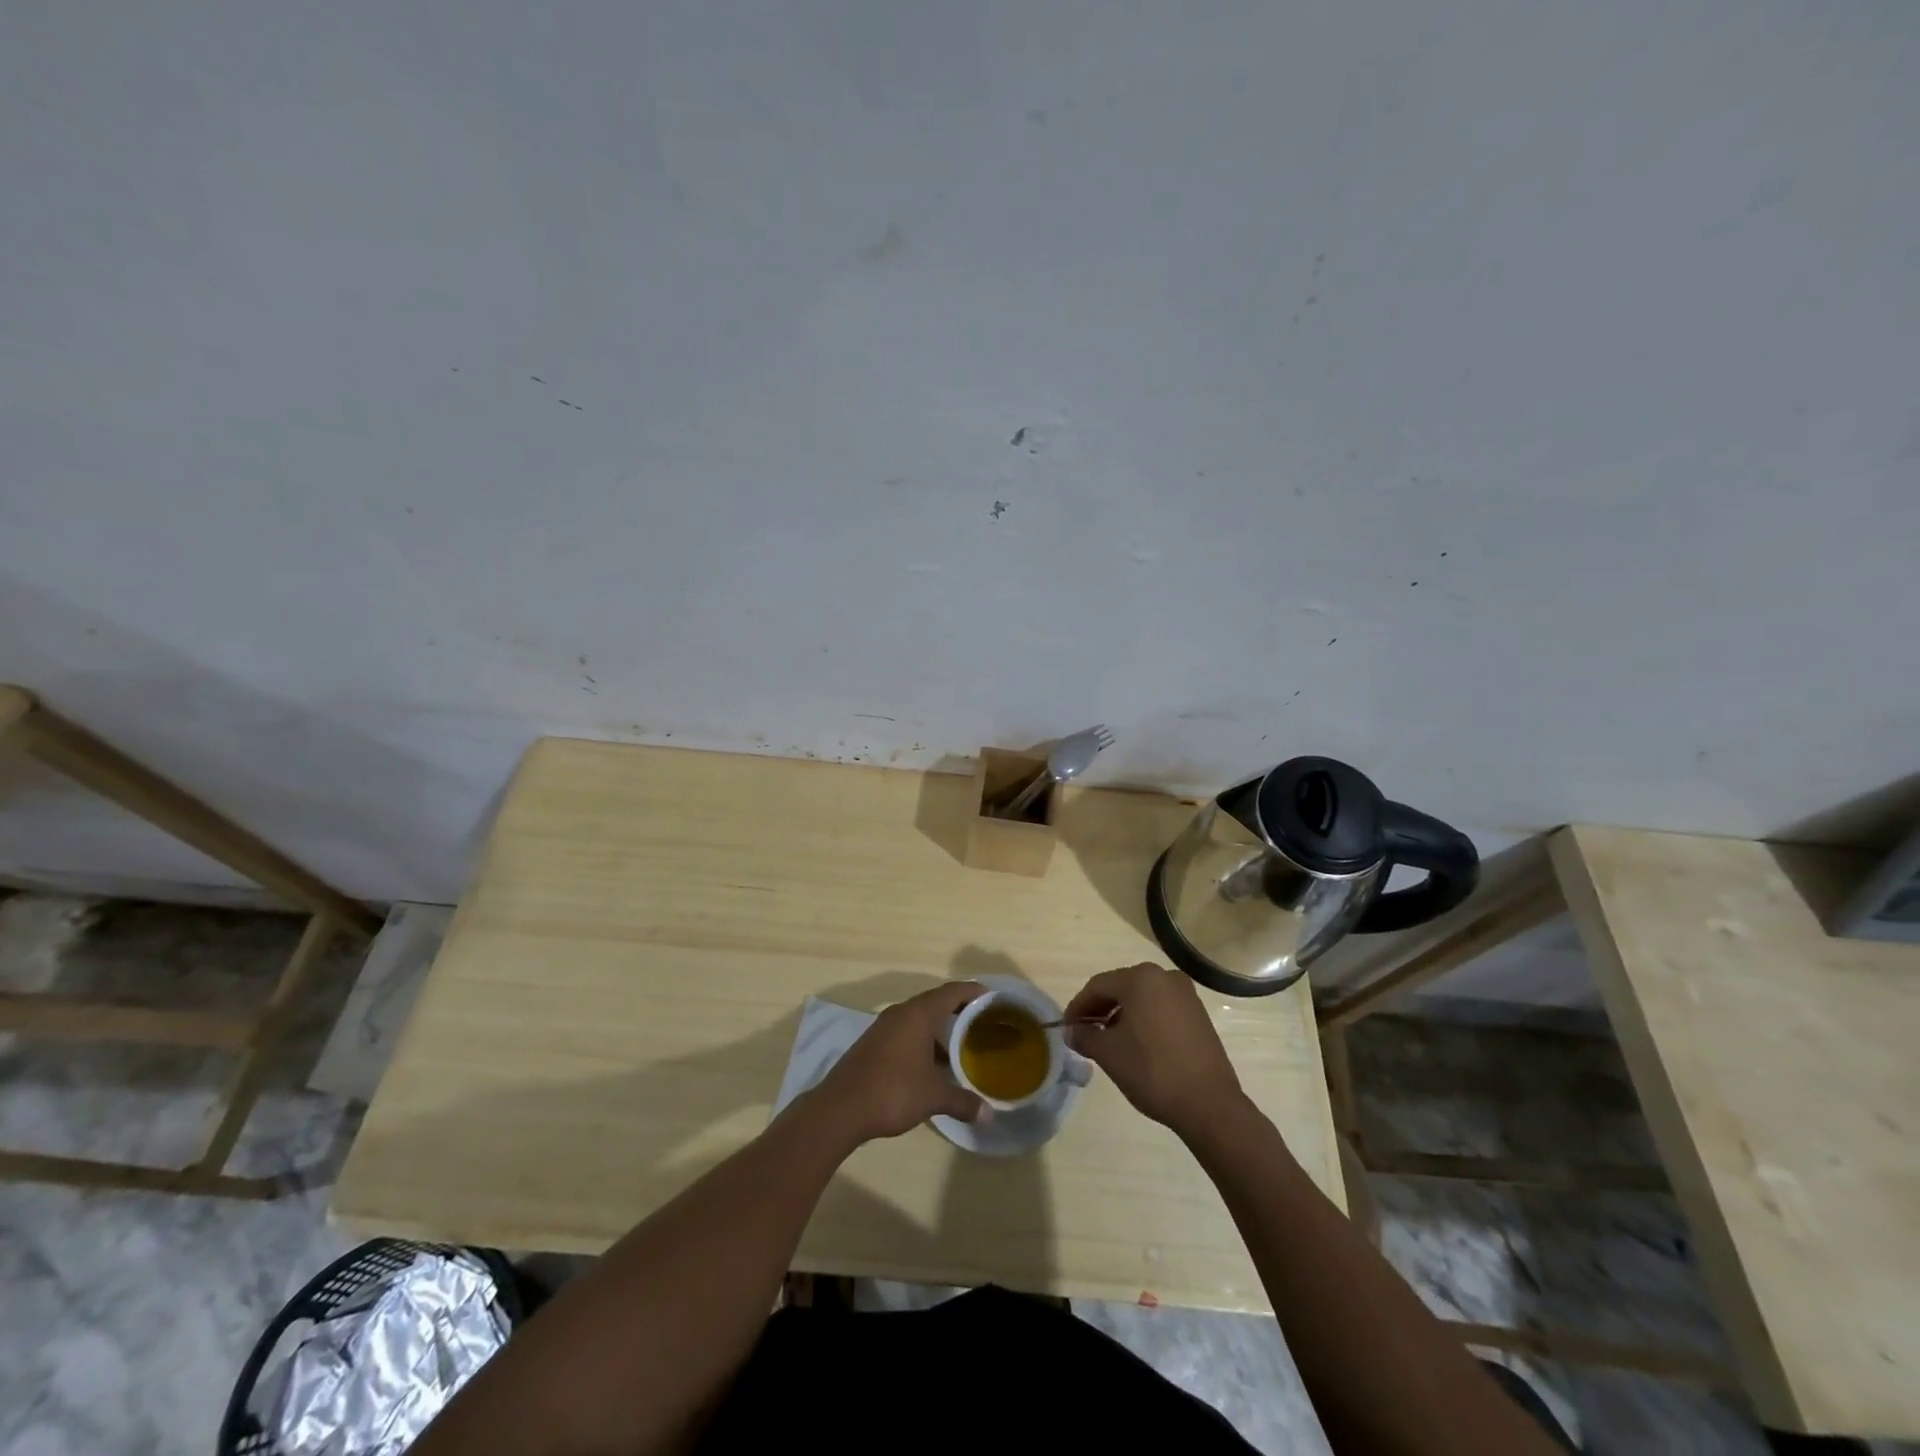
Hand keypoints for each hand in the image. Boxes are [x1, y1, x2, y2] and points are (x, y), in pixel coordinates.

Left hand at [808, 981, 987, 1146]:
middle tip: (981, 1022)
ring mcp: (884, 1027)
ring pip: (918, 1018)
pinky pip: (905, 1031)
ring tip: (961, 1045)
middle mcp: (901, 1012)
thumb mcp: (933, 1097)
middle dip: (958, 1010)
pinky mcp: (873, 1043)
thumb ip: (963, 1102)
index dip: (973, 991)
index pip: (952, 992)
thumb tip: (989, 1115)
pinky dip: (922, 1039)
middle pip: (935, 1002)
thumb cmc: (893, 1091)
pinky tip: (932, 1062)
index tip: (992, 997)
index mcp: (918, 1014)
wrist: (840, 1108)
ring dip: (939, 1028)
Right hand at [1064, 963, 1244, 1139]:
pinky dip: (1143, 1020)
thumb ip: (1085, 1036)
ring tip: (1107, 1041)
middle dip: (1099, 1009)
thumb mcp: (1109, 1054)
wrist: (1209, 1104)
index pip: (1098, 986)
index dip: (1078, 1006)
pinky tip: (1136, 1044)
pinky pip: (1160, 1008)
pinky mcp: (1198, 1014)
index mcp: (1141, 978)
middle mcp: (1165, 977)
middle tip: (1083, 1033)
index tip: (1066, 1028)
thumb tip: (1070, 1031)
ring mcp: (1186, 995)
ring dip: (1120, 1015)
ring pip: (1141, 998)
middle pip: (1121, 988)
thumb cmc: (1152, 1071)